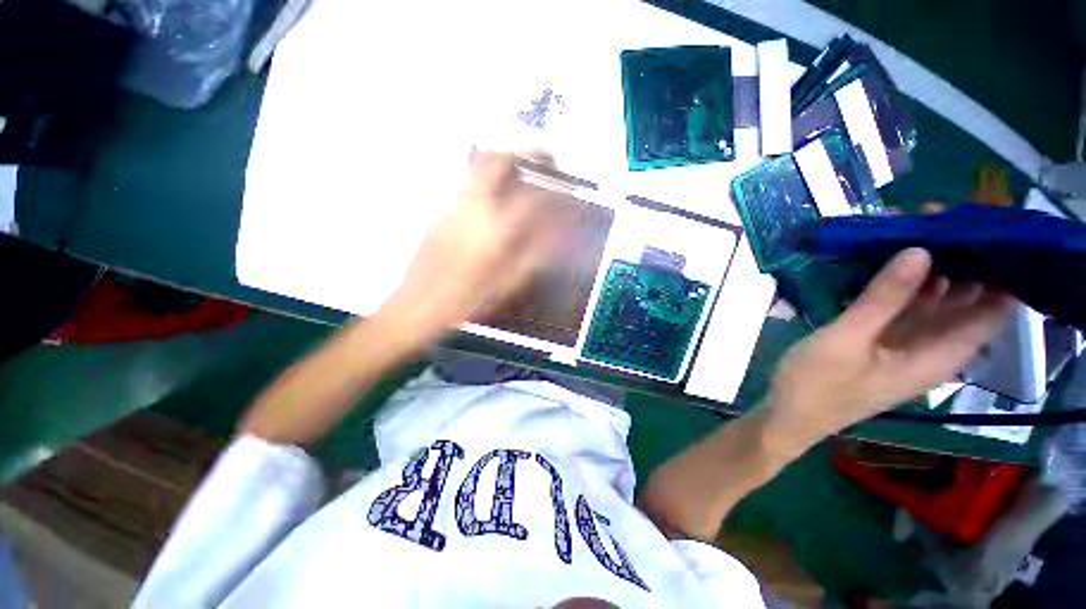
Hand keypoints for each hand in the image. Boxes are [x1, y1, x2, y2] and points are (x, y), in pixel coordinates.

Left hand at [377, 152, 571, 346]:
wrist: (417, 306)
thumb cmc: (466, 300)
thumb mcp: (507, 284)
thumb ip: (534, 256)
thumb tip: (555, 236)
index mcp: (493, 229)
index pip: (531, 198)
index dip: (554, 193)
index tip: (566, 193)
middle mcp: (471, 208)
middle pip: (496, 160)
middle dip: (523, 153)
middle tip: (542, 159)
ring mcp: (451, 206)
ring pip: (477, 167)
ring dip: (504, 164)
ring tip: (522, 175)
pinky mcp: (438, 212)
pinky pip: (466, 186)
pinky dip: (487, 182)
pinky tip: (495, 202)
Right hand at [763, 248, 1015, 452]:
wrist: (788, 414)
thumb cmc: (817, 384)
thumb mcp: (847, 340)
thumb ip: (884, 299)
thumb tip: (920, 248)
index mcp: (939, 354)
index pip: (994, 307)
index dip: (998, 267)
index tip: (981, 226)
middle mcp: (934, 347)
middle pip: (966, 297)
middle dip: (958, 257)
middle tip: (933, 215)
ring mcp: (907, 344)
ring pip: (933, 300)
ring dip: (927, 266)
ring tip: (909, 228)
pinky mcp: (884, 341)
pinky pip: (905, 307)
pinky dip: (901, 283)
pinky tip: (887, 261)